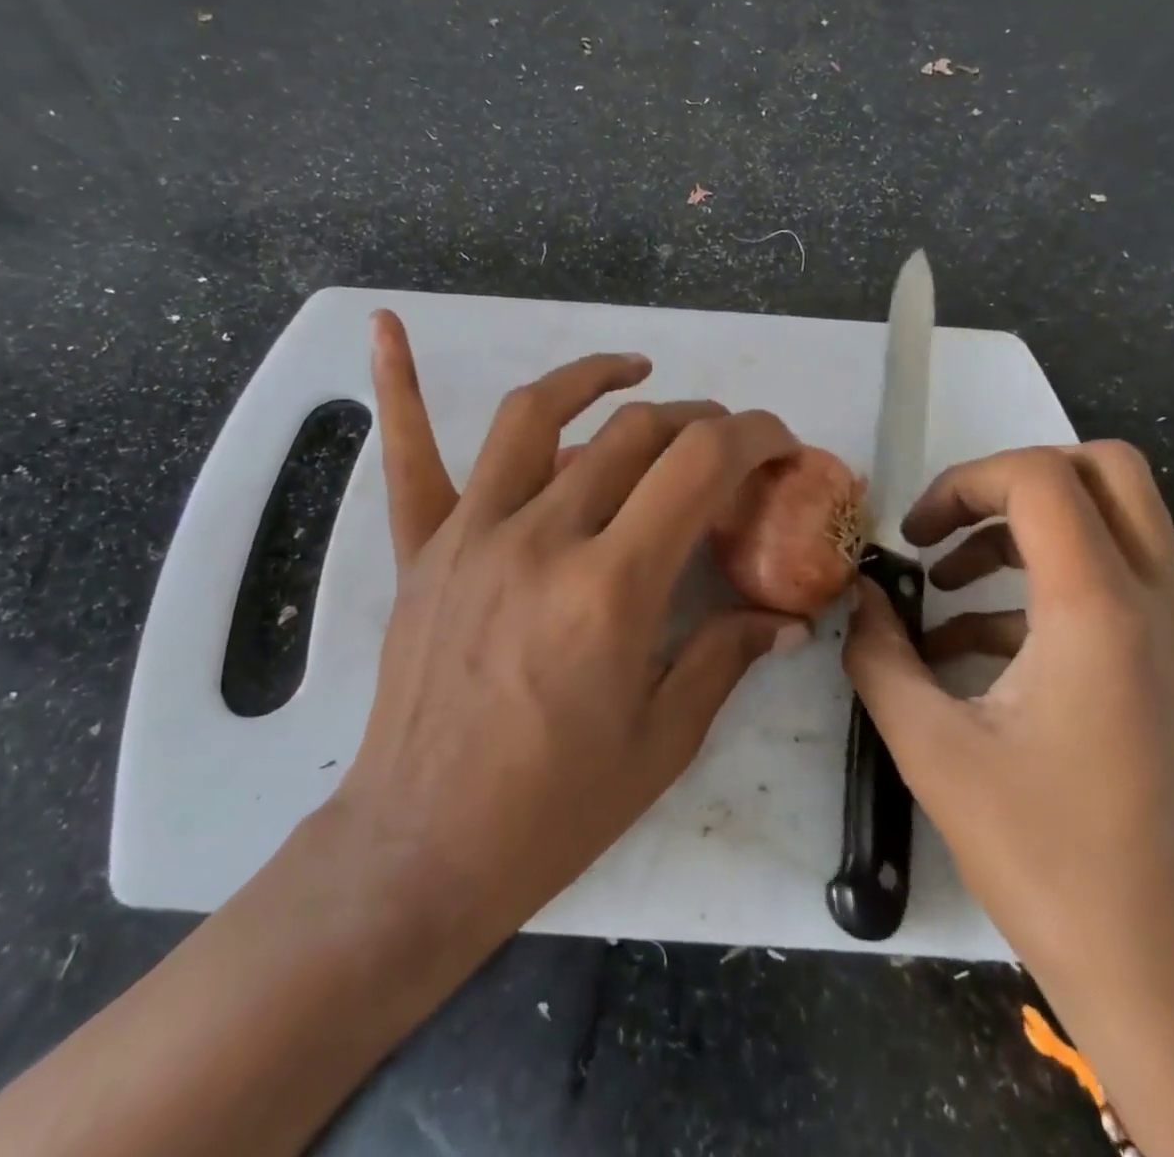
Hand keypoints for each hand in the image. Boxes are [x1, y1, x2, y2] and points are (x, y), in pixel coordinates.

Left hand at [333, 311, 808, 941]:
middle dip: (697, 421)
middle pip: (634, 434)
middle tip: (724, 443)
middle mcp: (542, 538)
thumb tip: (787, 618)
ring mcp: (472, 533)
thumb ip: (726, 657)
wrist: (425, 846)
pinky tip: (386, 326)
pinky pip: (409, 456)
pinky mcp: (424, 548)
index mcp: (612, 587)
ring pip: (537, 416)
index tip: (780, 442)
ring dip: (594, 379)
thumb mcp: (663, 740)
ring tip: (634, 374)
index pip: (700, 465)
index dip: (754, 435)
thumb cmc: (555, 807)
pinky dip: (399, 387)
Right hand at [844, 443, 1173, 1156]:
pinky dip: (1045, 588)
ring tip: (945, 591)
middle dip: (1011, 483)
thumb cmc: (1046, 858)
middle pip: (1104, 472)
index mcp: (1100, 612)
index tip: (912, 536)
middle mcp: (1160, 606)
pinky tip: (978, 652)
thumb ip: (879, 654)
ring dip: (1025, 533)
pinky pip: (1117, 586)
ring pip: (1116, 524)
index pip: (1040, 478)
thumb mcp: (931, 749)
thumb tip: (859, 597)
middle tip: (948, 530)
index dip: (962, 482)